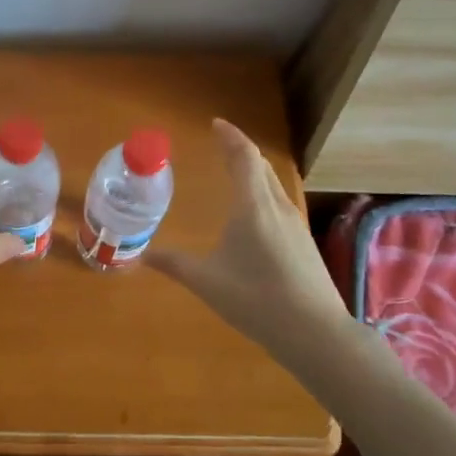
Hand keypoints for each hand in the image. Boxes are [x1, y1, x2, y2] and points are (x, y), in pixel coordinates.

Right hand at [150, 118, 346, 344]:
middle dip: (240, 150)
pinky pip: (279, 202)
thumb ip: (174, 264)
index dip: (230, 136)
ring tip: (235, 172)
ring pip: (273, 184)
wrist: (315, 332)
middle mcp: (277, 206)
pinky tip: (255, 213)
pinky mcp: (304, 242)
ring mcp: (295, 224)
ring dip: (254, 171)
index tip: (215, 124)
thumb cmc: (257, 300)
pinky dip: (263, 192)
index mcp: (253, 206)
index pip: (243, 157)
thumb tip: (139, 256)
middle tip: (220, 143)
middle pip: (260, 166)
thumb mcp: (207, 282)